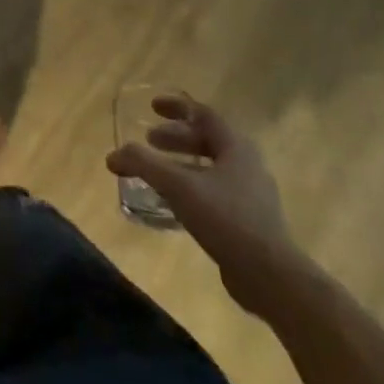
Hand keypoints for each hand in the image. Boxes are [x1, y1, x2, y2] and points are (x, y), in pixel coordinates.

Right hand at [106, 93, 316, 321]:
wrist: (270, 276)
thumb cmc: (226, 218)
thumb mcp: (178, 186)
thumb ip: (144, 165)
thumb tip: (114, 155)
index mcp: (236, 148)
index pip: (204, 115)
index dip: (177, 108)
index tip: (152, 107)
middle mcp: (246, 165)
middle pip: (207, 140)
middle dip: (175, 138)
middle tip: (149, 141)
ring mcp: (250, 194)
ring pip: (210, 168)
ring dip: (181, 164)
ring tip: (155, 172)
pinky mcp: (248, 220)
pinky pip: (213, 192)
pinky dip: (189, 187)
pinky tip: (172, 204)